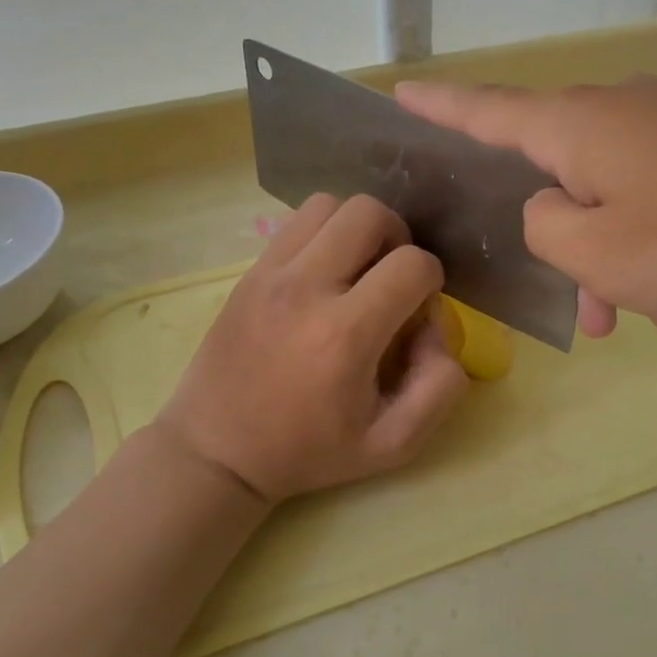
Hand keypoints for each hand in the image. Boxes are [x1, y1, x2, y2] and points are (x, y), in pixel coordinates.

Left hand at [156, 193, 468, 503]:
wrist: (217, 451)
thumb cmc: (308, 451)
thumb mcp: (393, 444)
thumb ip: (439, 387)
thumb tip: (437, 327)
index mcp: (346, 335)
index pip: (413, 264)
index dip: (432, 280)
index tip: (418, 310)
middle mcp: (306, 289)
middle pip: (370, 213)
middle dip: (398, 238)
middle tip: (391, 278)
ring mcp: (270, 274)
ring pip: (330, 205)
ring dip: (357, 229)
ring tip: (357, 269)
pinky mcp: (249, 272)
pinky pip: (296, 222)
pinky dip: (322, 233)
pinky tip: (323, 273)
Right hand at [397, 75, 656, 360]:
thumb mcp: (600, 254)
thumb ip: (544, 233)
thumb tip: (551, 212)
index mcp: (576, 129)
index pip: (483, 112)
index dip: (436, 108)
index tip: (397, 93)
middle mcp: (622, 118)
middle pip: (572, 193)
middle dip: (588, 268)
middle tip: (611, 327)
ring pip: (637, 220)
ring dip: (656, 286)